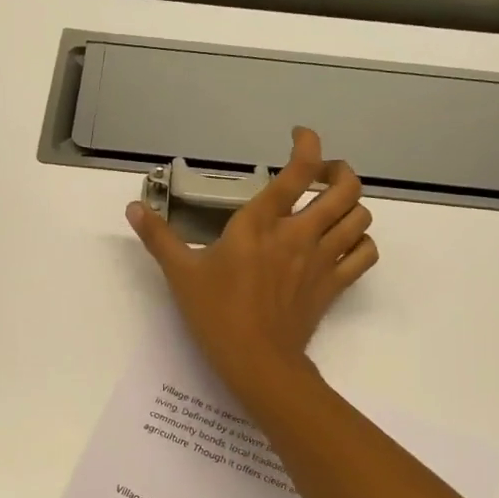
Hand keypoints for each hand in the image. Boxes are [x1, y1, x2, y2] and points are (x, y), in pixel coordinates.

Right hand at [126, 127, 377, 399]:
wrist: (256, 361)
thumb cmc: (216, 313)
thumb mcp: (181, 272)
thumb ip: (158, 237)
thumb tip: (133, 208)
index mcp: (261, 223)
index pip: (298, 171)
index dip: (307, 144)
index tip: (300, 136)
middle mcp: (299, 233)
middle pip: (345, 187)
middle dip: (340, 171)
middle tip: (321, 175)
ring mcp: (323, 259)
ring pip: (360, 216)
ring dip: (351, 205)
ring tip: (332, 207)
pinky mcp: (335, 285)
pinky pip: (365, 253)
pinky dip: (361, 242)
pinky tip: (344, 243)